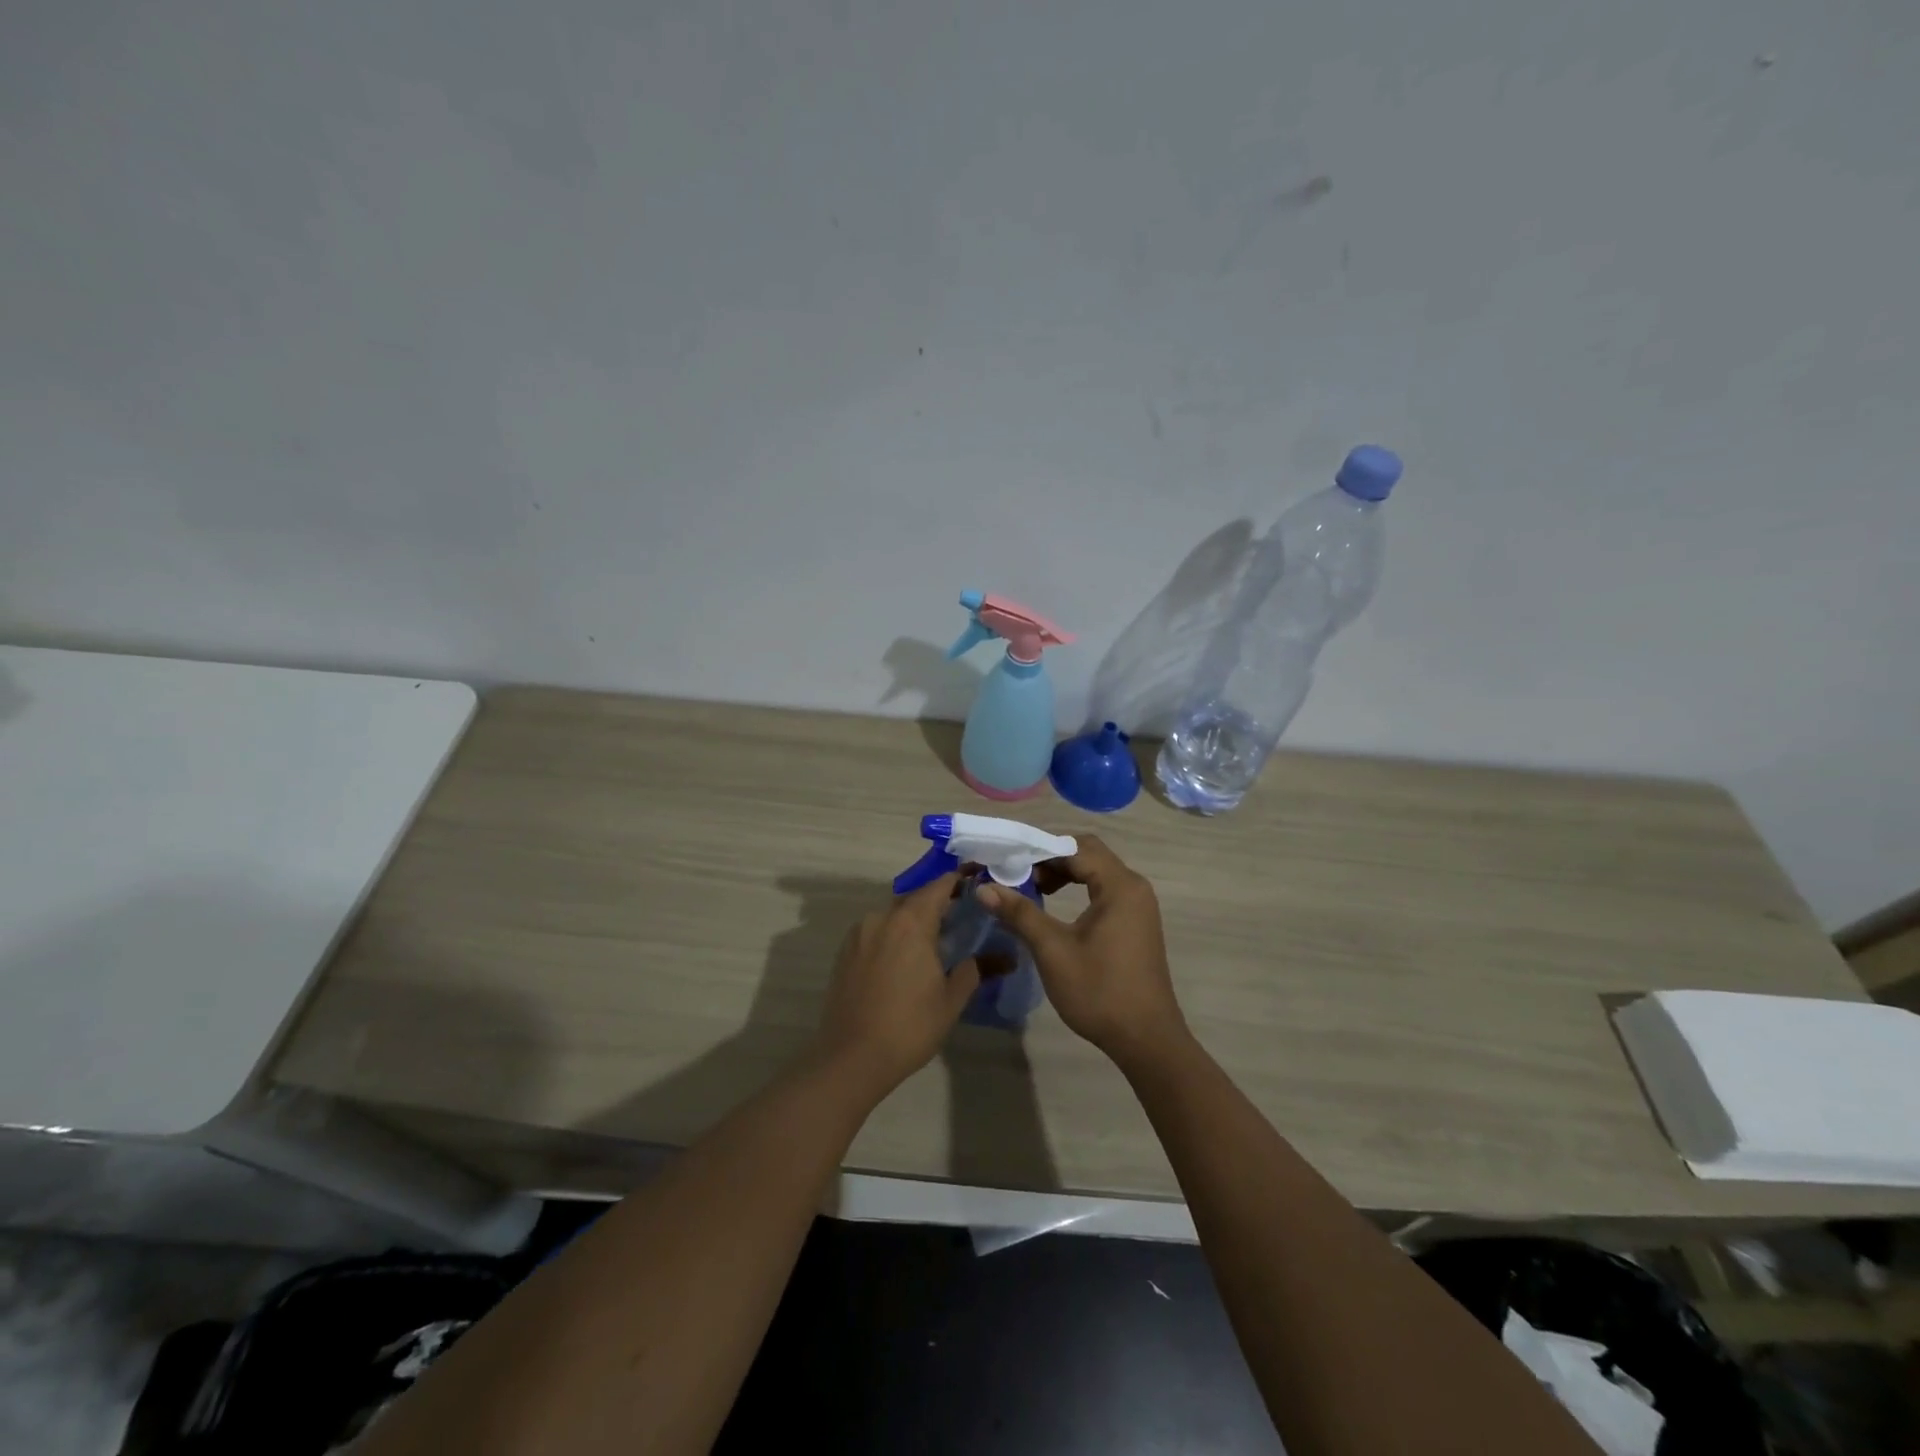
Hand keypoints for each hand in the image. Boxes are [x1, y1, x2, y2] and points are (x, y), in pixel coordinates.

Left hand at [811, 873, 979, 1099]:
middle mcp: (882, 917)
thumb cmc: (909, 1026)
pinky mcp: (845, 951)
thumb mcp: (951, 999)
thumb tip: (1003, 957)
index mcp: (911, 922)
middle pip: (916, 898)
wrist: (852, 1058)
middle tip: (962, 917)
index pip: (940, 886)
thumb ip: (975, 969)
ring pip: (894, 915)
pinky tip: (905, 959)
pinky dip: (894, 935)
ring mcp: (860, 933)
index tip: (978, 880)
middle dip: (939, 902)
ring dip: (914, 920)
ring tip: (934, 941)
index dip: (960, 880)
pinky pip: (877, 931)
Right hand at [976, 835, 1188, 1069]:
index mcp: (1119, 886)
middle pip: (1088, 853)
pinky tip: (1055, 907)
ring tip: (1033, 889)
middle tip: (1018, 874)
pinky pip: (1105, 890)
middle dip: (1051, 858)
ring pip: (1097, 871)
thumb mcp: (1053, 950)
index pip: (1075, 847)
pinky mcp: (1137, 922)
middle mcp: (1134, 887)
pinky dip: (1079, 889)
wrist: (1146, 1039)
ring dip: (1065, 873)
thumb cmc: (1099, 991)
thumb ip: (1020, 913)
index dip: (1039, 849)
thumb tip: (984, 888)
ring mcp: (1139, 905)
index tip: (1007, 860)